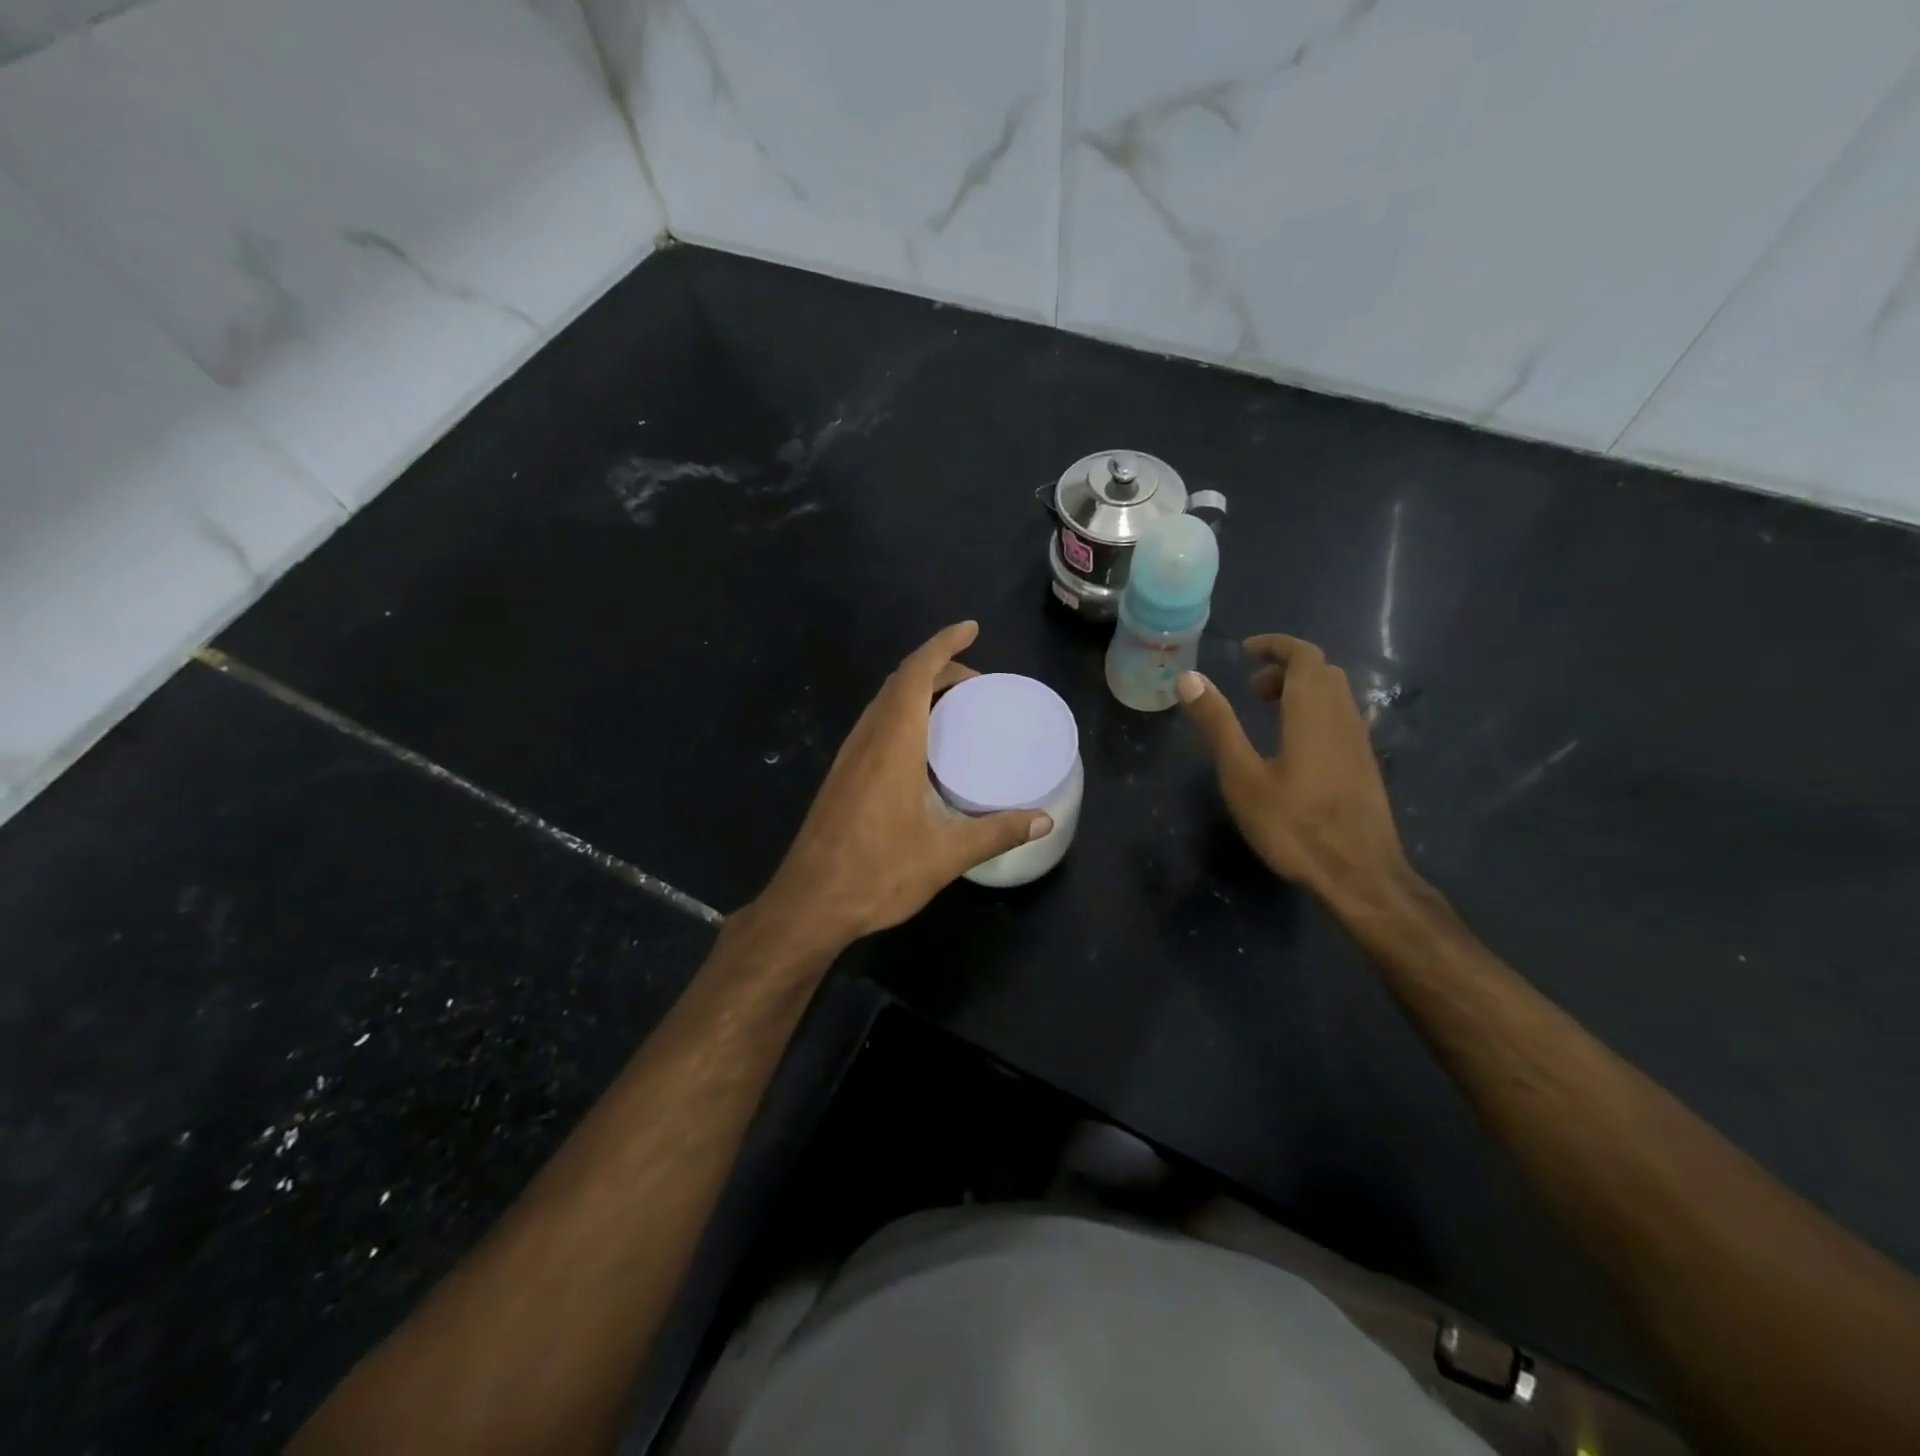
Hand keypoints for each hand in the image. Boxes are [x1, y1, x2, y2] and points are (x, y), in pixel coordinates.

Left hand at [748, 622, 1051, 952]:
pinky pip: (875, 725)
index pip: (915, 674)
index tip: (971, 628)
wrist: (809, 903)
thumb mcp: (946, 855)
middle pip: (900, 682)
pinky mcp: (842, 776)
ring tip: (955, 707)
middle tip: (978, 685)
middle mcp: (867, 739)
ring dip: (918, 691)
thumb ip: (996, 832)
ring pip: (884, 703)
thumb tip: (1043, 820)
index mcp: (892, 743)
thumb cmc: (877, 873)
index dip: (943, 644)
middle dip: (939, 668)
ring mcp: (849, 757)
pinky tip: (921, 747)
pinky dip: (903, 714)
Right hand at [1177, 635, 1408, 900]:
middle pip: (1321, 672)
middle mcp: (1343, 717)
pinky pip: (1340, 718)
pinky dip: (1313, 711)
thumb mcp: (1242, 776)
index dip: (1276, 645)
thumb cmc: (1294, 825)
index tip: (1245, 651)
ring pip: (1334, 695)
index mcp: (1313, 712)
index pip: (1304, 656)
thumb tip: (1189, 677)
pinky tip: (1291, 747)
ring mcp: (1359, 742)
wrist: (1360, 875)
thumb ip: (1218, 724)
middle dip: (1285, 668)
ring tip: (1265, 713)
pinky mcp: (1364, 765)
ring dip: (1300, 690)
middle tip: (1249, 688)